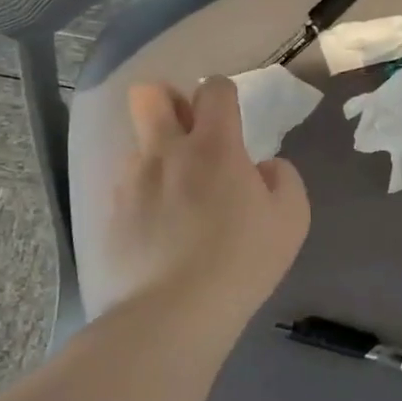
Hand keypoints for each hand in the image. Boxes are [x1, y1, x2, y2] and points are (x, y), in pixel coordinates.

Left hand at [101, 77, 309, 325]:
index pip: (214, 89)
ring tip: (177, 197)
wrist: (173, 311)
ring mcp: (131, 181)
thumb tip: (262, 167)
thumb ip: (283, 179)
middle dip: (170, 102)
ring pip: (138, 144)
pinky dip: (144, 195)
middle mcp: (166, 152)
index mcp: (214, 147)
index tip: (231, 116)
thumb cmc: (243, 261)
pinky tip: (159, 228)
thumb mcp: (291, 219)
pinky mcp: (110, 213)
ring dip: (158, 156)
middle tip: (190, 135)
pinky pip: (126, 186)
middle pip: (151, 95)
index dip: (224, 94)